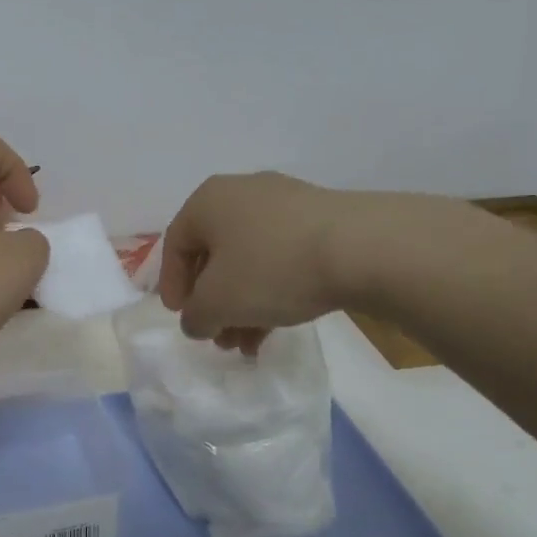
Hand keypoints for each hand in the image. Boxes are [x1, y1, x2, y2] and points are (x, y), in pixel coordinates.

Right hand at [158, 172, 351, 344]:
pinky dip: (272, 291)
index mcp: (209, 201)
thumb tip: (198, 321)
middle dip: (213, 303)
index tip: (181, 318)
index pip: (175, 244)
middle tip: (217, 336)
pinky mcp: (321, 220)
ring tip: (248, 343)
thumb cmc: (272, 268)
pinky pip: (282, 258)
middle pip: (215, 255)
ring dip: (242, 304)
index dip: (172, 285)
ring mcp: (286, 203)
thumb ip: (195, 317)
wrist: (363, 249)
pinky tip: (277, 326)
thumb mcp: (218, 303)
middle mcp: (243, 193)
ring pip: (250, 260)